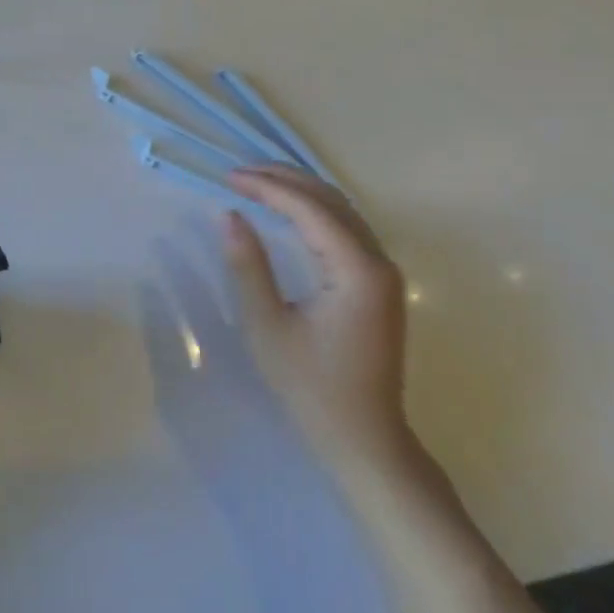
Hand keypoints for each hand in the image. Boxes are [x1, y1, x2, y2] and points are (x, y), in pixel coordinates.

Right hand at [223, 167, 413, 478]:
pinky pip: (347, 230)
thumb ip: (248, 265)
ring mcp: (385, 273)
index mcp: (357, 270)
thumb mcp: (268, 326)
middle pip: (331, 200)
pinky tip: (289, 212)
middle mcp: (379, 262)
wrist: (364, 440)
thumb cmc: (311, 387)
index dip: (267, 187)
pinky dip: (315, 212)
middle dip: (285, 179)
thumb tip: (229, 215)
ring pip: (342, 211)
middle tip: (240, 172)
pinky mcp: (380, 284)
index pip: (309, 209)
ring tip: (258, 182)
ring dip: (301, 191)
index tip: (228, 177)